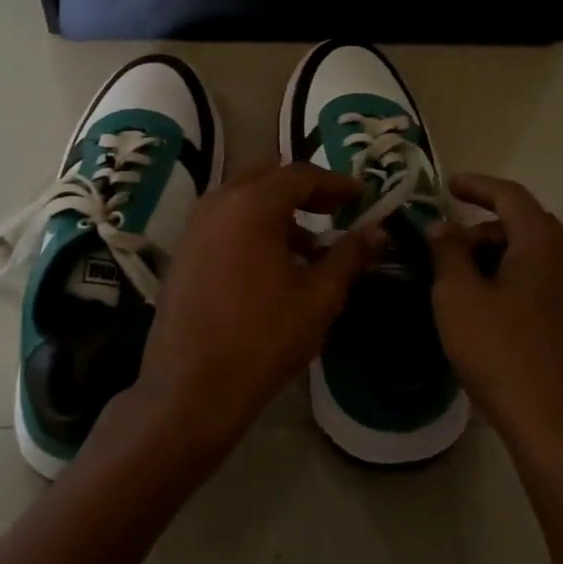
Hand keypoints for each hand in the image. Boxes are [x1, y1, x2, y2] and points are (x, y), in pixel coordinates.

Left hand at [107, 162, 382, 472]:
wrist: (191, 388)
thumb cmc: (262, 338)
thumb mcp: (319, 298)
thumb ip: (349, 256)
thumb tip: (379, 231)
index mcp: (252, 205)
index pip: (300, 175)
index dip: (335, 182)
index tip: (361, 196)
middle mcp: (218, 203)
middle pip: (267, 176)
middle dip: (303, 189)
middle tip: (334, 210)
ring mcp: (194, 227)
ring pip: (242, 198)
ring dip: (277, 210)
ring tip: (309, 247)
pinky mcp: (183, 252)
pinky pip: (224, 221)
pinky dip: (252, 226)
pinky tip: (273, 265)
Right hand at [427, 174, 562, 477]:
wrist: (561, 429)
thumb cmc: (503, 354)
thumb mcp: (458, 298)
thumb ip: (447, 252)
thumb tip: (441, 226)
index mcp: (545, 244)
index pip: (511, 195)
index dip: (476, 186)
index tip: (447, 186)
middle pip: (524, 225)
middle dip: (482, 229)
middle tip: (444, 250)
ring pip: (535, 255)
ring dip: (497, 256)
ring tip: (460, 283)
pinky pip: (544, 282)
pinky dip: (514, 279)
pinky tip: (487, 309)